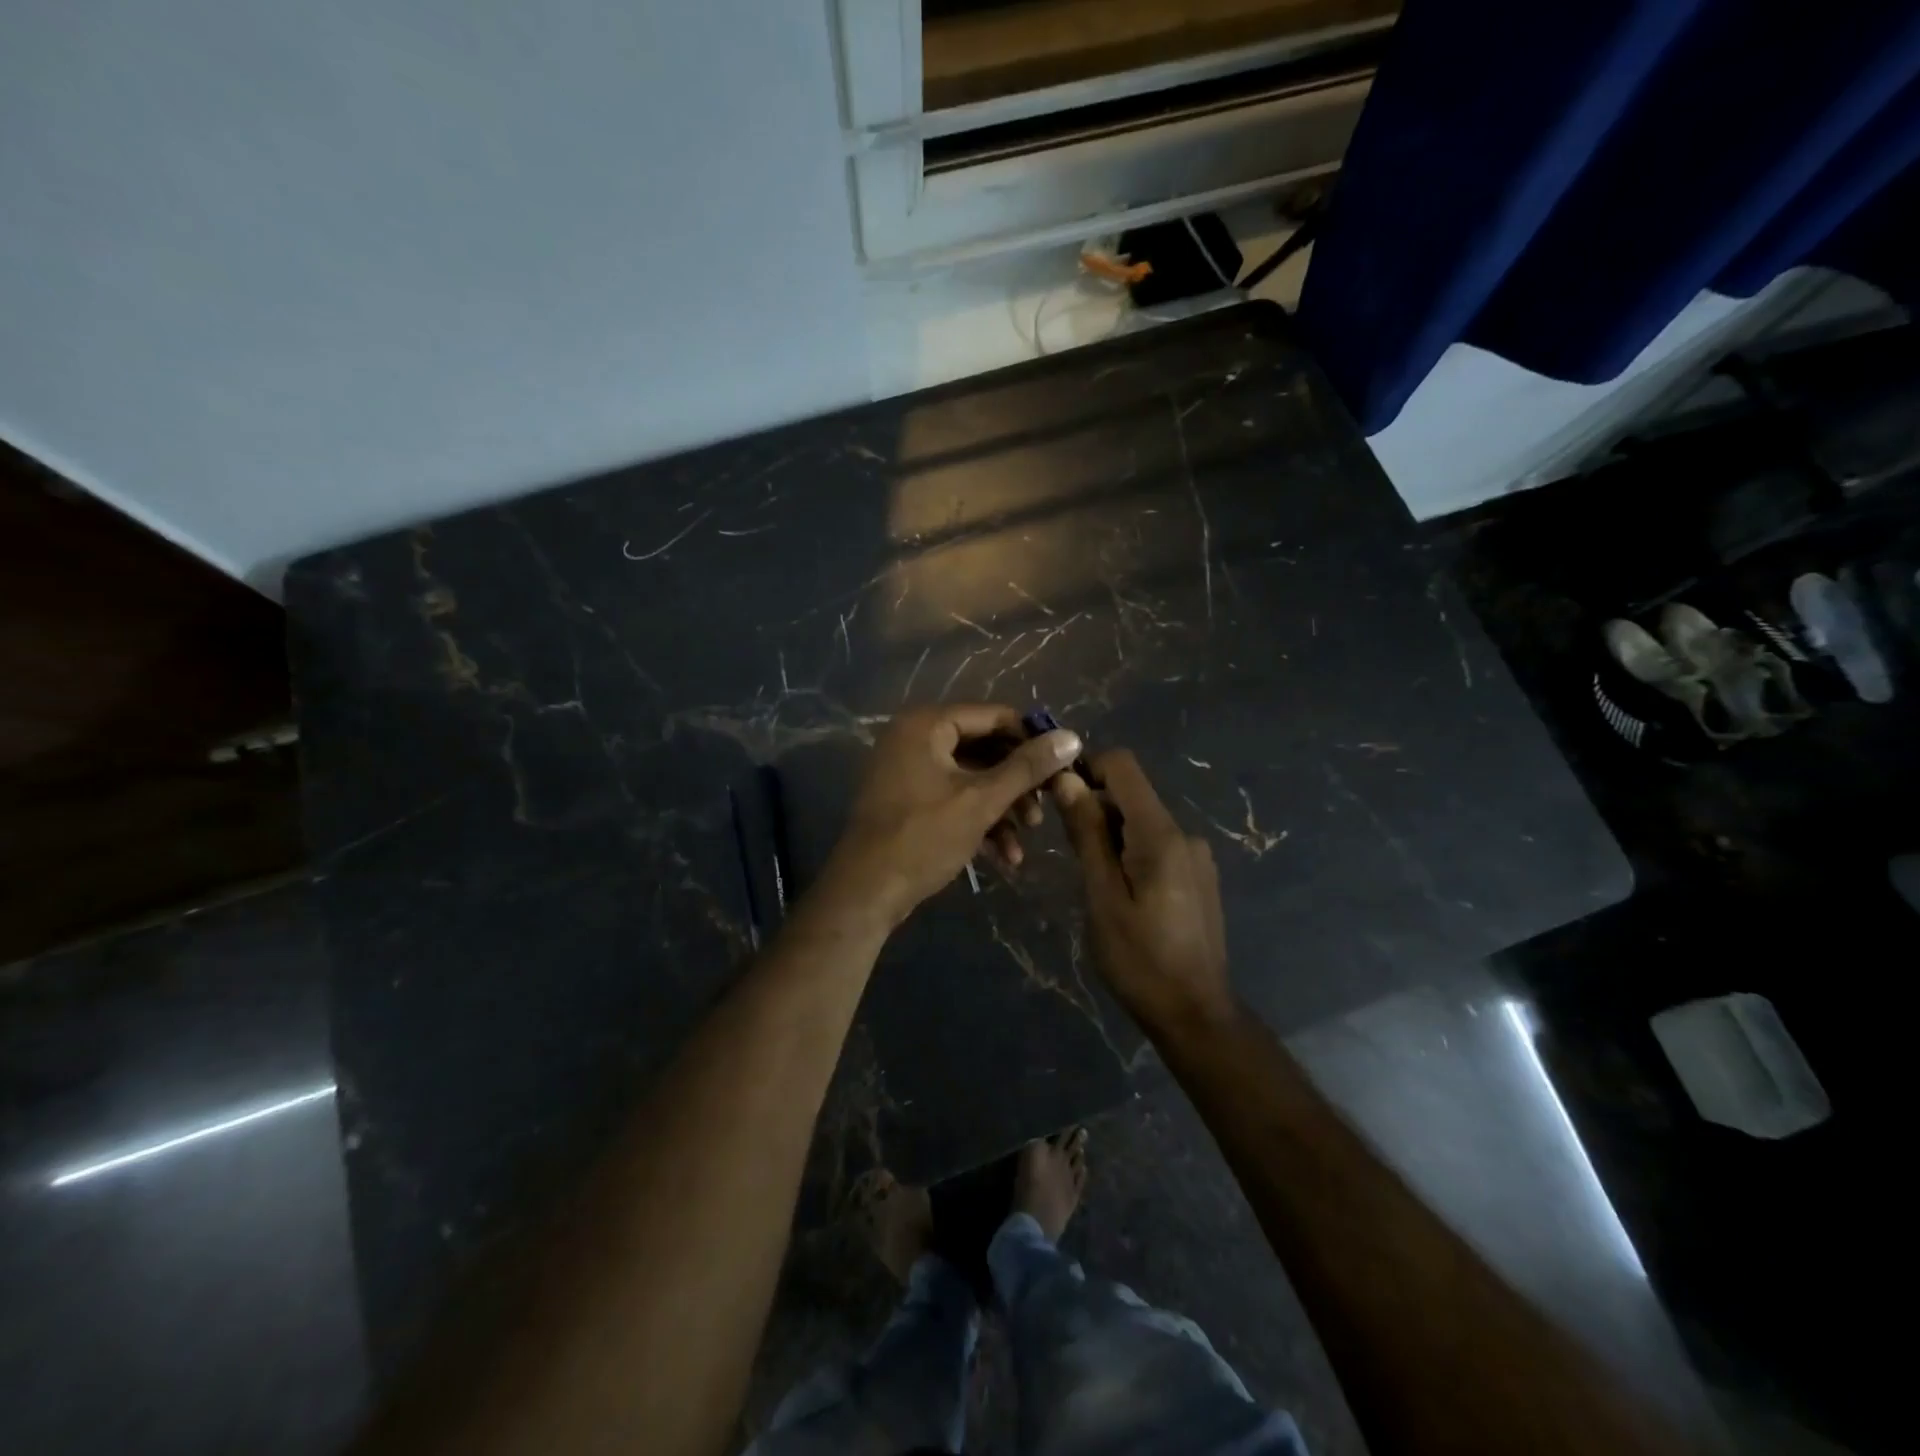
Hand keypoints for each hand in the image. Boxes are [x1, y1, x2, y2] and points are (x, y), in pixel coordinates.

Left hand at [824, 704, 1082, 927]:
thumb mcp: (982, 800)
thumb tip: (1072, 737)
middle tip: (1046, 807)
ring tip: (1027, 837)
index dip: (1031, 739)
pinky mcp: (908, 802)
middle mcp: (914, 738)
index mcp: (926, 724)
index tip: (1061, 766)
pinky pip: (953, 799)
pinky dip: (979, 821)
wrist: (866, 892)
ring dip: (1002, 807)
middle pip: (984, 748)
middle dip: (1017, 783)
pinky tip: (1005, 855)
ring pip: (971, 778)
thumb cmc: (923, 837)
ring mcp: (908, 771)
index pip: (994, 716)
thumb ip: (1027, 767)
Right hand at [1052, 750, 1231, 1027]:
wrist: (1195, 1014)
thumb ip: (1087, 834)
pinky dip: (1130, 854)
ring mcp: (1196, 856)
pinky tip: (1122, 895)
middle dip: (1094, 810)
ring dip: (1110, 837)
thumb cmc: (1139, 959)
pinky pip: (1157, 846)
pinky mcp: (1198, 876)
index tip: (1057, 798)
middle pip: (1130, 795)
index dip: (1086, 770)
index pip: (1123, 766)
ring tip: (1094, 882)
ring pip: (1141, 823)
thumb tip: (1067, 779)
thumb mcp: (1102, 896)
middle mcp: (1184, 834)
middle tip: (1069, 855)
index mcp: (1160, 834)